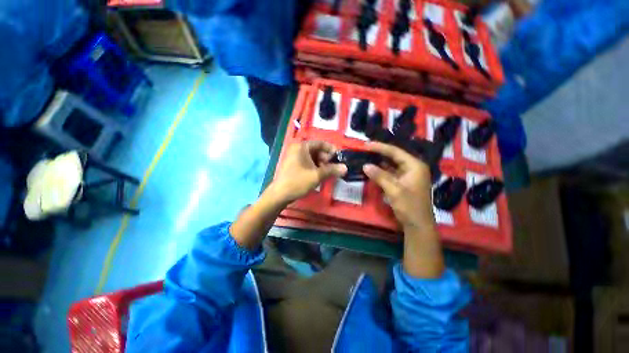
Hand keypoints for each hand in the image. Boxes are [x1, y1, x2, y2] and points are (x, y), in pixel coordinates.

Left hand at [270, 141, 346, 204]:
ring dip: (321, 164)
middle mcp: (297, 149)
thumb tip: (346, 168)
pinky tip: (319, 175)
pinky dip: (314, 167)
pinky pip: (307, 162)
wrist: (279, 195)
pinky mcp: (293, 165)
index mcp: (302, 146)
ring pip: (312, 157)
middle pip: (316, 150)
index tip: (339, 157)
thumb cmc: (298, 182)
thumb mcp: (317, 175)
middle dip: (326, 159)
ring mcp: (294, 157)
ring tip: (327, 173)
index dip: (331, 150)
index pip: (320, 143)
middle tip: (333, 168)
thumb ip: (332, 170)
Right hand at [363, 142, 433, 230]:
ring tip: (366, 157)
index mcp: (415, 166)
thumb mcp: (394, 190)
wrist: (418, 225)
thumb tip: (365, 165)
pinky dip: (381, 171)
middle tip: (365, 150)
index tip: (366, 145)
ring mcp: (408, 175)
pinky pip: (391, 173)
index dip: (380, 147)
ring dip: (379, 162)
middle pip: (394, 156)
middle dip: (379, 153)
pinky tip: (372, 170)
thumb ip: (379, 176)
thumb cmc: (409, 206)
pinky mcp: (403, 182)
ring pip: (391, 165)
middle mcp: (413, 167)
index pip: (395, 152)